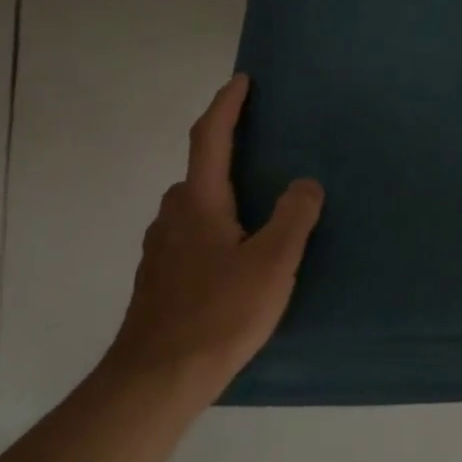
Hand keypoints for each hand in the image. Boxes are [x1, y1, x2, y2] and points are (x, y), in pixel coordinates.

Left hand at [105, 73, 323, 390]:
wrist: (155, 381)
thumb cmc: (219, 314)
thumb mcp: (273, 264)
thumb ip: (294, 217)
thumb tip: (305, 183)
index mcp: (199, 202)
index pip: (209, 137)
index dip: (226, 105)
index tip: (242, 81)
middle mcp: (173, 216)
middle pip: (201, 171)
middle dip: (228, 154)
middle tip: (265, 154)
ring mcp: (160, 249)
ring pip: (194, 206)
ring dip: (222, 195)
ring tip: (257, 211)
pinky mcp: (157, 279)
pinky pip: (189, 234)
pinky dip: (213, 226)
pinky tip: (234, 258)